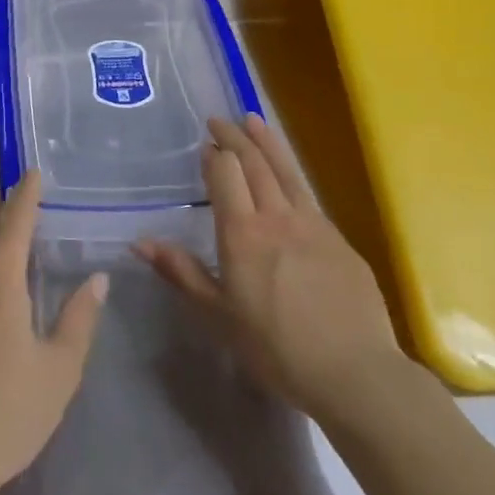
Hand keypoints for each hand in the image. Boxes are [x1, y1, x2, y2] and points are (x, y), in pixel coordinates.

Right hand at [136, 115, 405, 423]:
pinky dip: (292, 174)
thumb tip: (139, 242)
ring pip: (286, 171)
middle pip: (254, 163)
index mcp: (242, 233)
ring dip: (267, 142)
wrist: (355, 374)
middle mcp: (277, 217)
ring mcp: (314, 225)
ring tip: (253, 120)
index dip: (214, 156)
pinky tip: (288, 178)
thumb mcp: (218, 315)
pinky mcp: (340, 240)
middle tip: (219, 120)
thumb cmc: (275, 348)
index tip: (205, 144)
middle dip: (235, 137)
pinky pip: (309, 196)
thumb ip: (181, 272)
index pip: (225, 175)